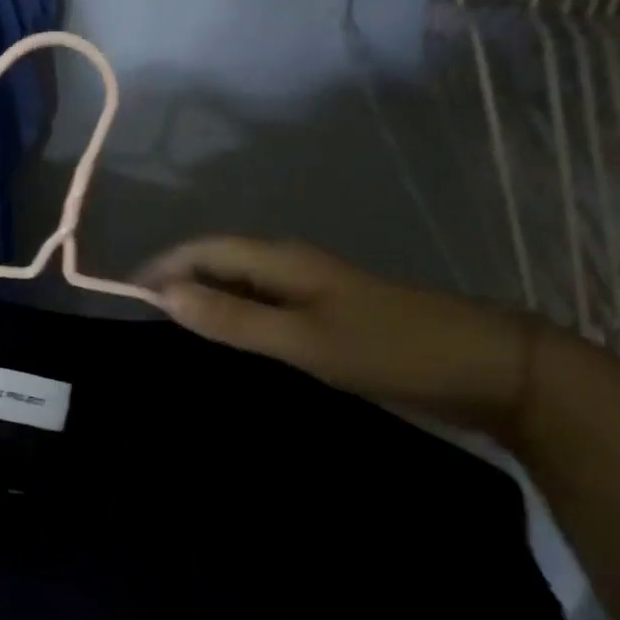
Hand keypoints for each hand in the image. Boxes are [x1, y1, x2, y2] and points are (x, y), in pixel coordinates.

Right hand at [139, 237, 537, 440]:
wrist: (491, 368)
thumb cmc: (390, 349)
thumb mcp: (303, 340)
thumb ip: (232, 319)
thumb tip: (165, 296)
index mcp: (280, 259)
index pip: (203, 250)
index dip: (163, 267)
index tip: (127, 297)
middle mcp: (290, 264)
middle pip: (218, 262)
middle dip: (178, 282)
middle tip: (143, 320)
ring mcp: (311, 289)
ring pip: (240, 284)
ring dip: (204, 301)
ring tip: (173, 331)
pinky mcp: (328, 314)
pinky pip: (263, 306)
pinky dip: (234, 317)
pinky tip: (228, 342)